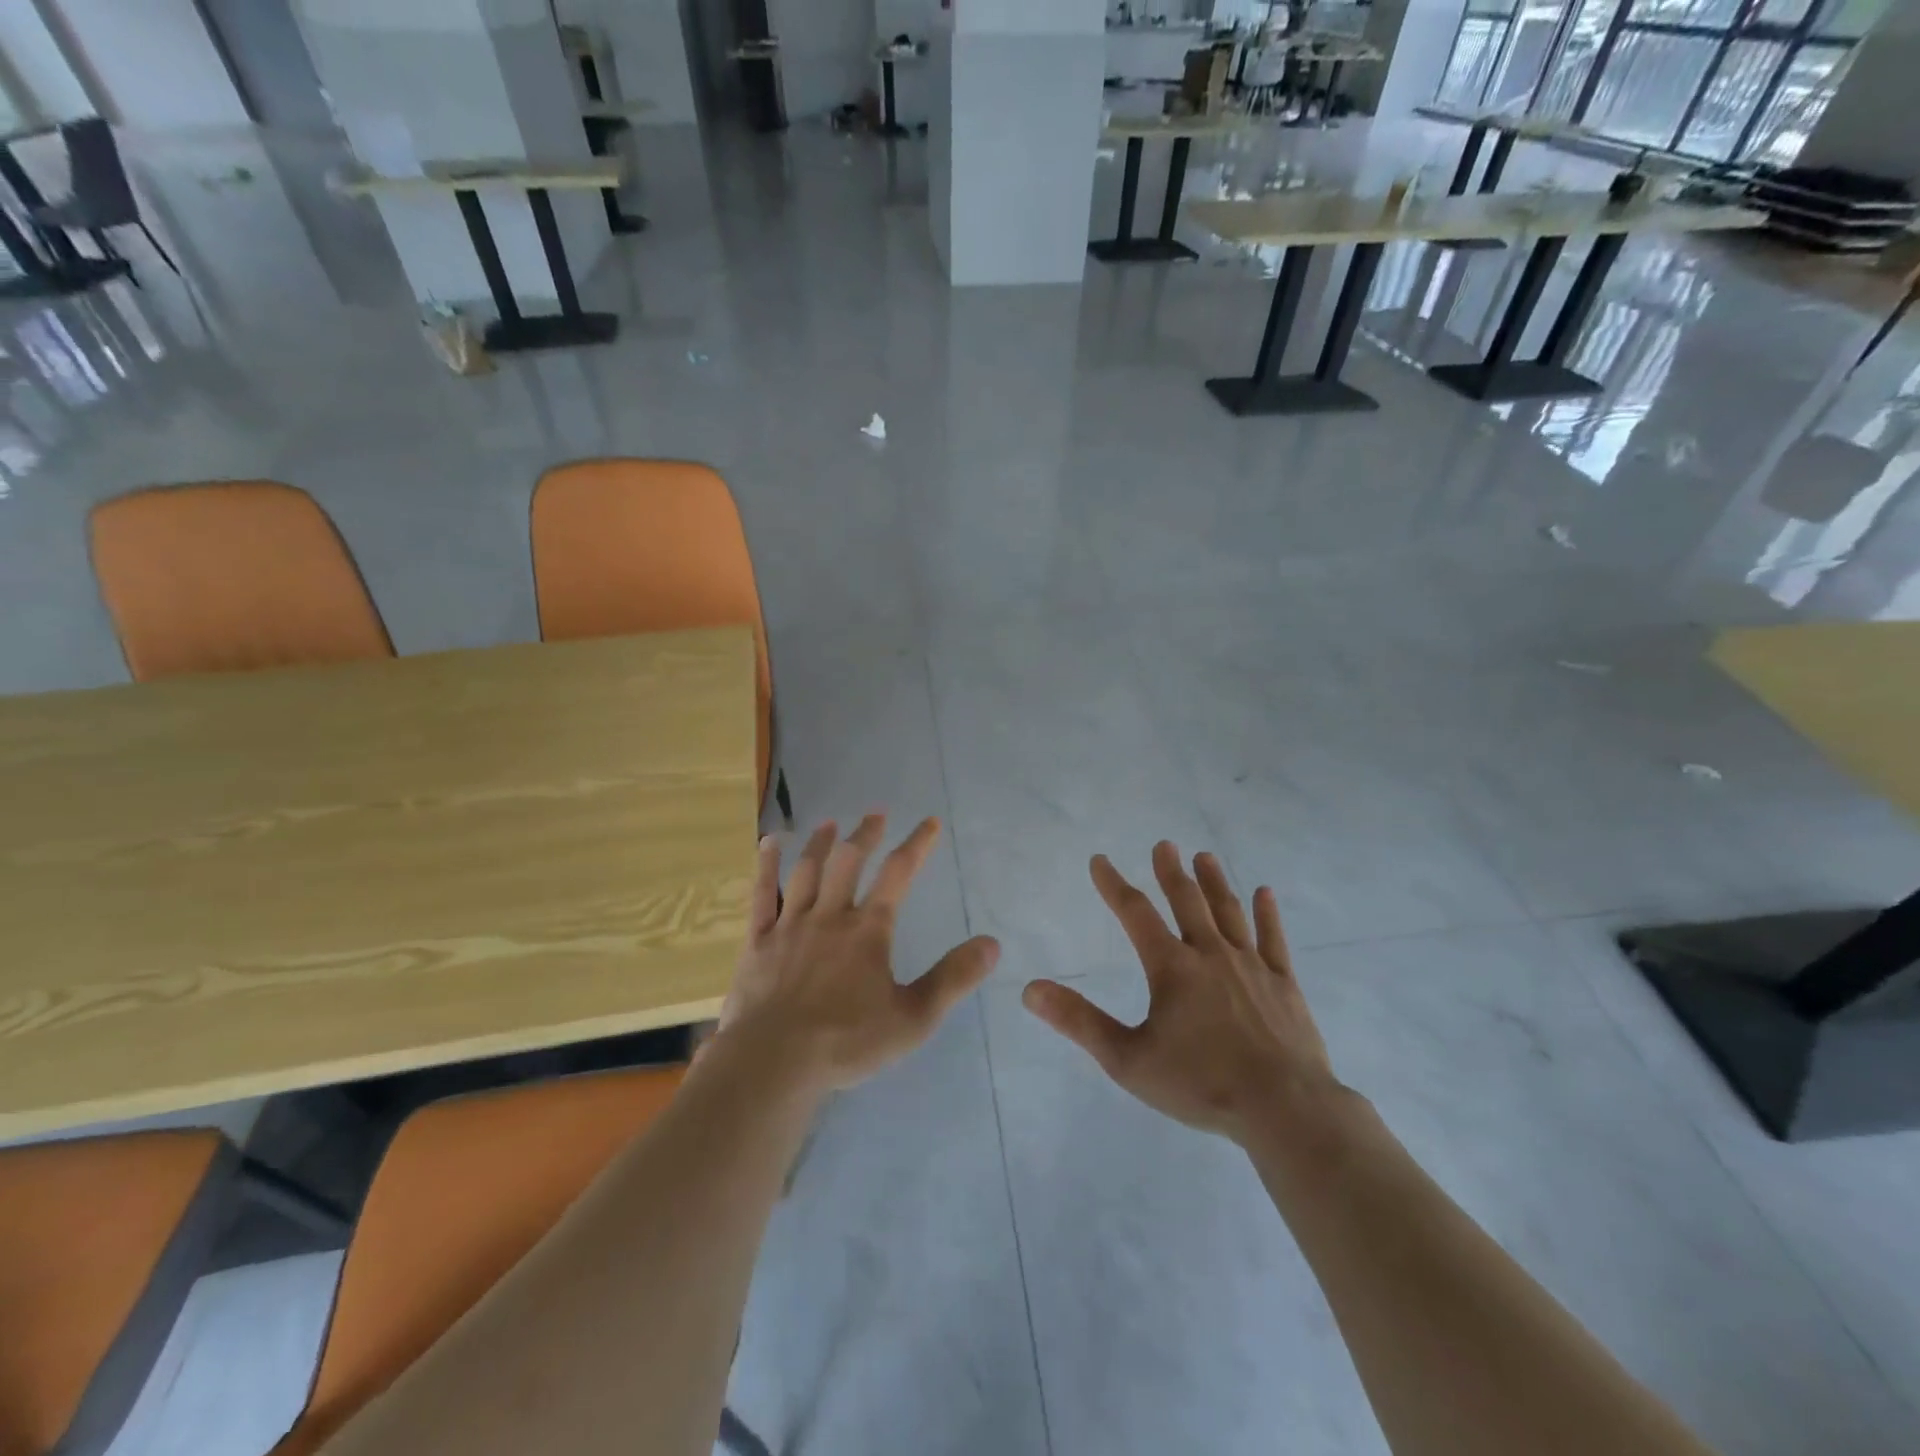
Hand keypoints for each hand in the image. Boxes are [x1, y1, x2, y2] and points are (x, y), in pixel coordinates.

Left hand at [718, 814, 999, 1094]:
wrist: (774, 1062)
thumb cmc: (847, 1041)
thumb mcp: (914, 1017)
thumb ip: (952, 979)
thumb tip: (991, 944)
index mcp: (868, 930)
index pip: (898, 874)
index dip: (916, 845)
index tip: (929, 823)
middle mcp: (830, 916)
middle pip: (849, 861)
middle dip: (865, 834)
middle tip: (876, 814)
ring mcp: (791, 925)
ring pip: (807, 871)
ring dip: (821, 843)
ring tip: (830, 823)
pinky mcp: (759, 940)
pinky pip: (763, 894)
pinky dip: (767, 866)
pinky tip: (768, 843)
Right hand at [1022, 842, 1342, 1145]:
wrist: (1285, 1109)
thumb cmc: (1201, 1084)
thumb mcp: (1128, 1059)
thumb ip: (1079, 1021)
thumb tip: (1030, 990)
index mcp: (1172, 968)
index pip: (1135, 914)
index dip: (1114, 885)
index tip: (1100, 861)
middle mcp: (1210, 955)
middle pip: (1187, 902)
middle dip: (1171, 872)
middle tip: (1165, 844)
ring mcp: (1251, 966)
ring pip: (1229, 913)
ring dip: (1215, 882)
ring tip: (1205, 856)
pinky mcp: (1284, 984)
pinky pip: (1273, 940)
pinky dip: (1268, 915)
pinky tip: (1265, 893)